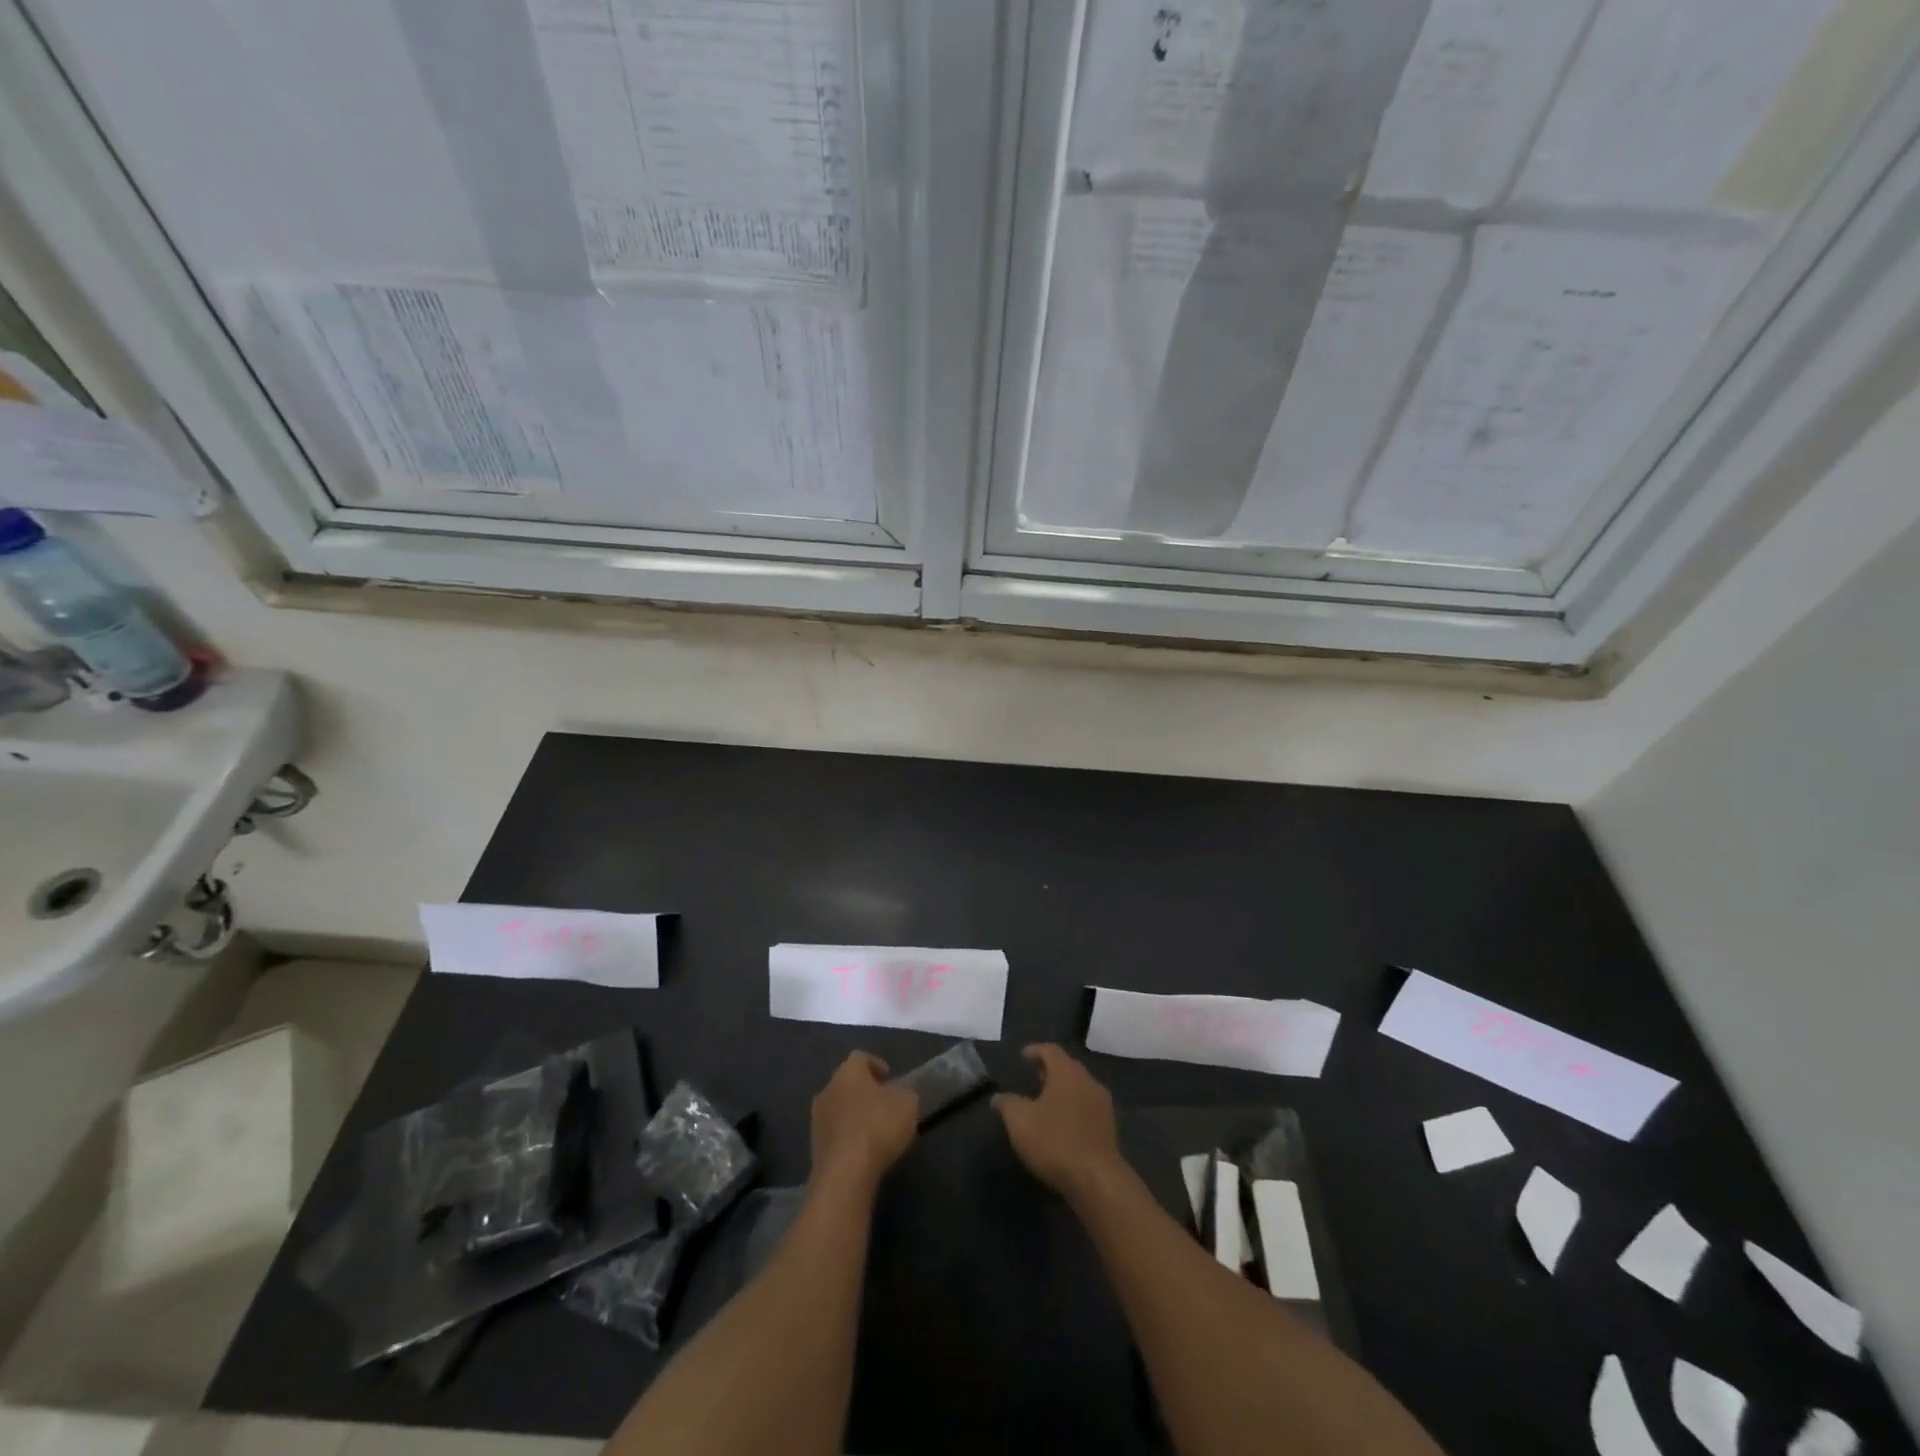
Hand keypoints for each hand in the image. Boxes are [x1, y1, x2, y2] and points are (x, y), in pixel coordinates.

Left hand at [809, 1051, 917, 1196]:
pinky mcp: (815, 1146)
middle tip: (884, 1103)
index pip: (861, 1058)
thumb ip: (903, 1092)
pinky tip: (863, 1149)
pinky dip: (848, 1136)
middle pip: (847, 1082)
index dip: (876, 1065)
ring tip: (874, 1129)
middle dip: (865, 1090)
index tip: (890, 1078)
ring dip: (854, 1114)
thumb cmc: (878, 1126)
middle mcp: (828, 1089)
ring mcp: (817, 1119)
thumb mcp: (907, 1103)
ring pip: (839, 1108)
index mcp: (848, 1072)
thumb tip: (897, 1092)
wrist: (845, 1173)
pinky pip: (835, 1132)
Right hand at [994, 1044, 1123, 1200]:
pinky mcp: (1109, 1128)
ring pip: (1079, 1088)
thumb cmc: (1055, 1141)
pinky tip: (1062, 1125)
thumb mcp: (1020, 1121)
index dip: (1035, 1050)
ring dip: (1062, 1091)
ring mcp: (1102, 1105)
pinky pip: (1087, 1108)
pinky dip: (1073, 1108)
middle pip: (1068, 1067)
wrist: (1097, 1180)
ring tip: (1046, 1102)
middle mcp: (1088, 1081)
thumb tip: (998, 1097)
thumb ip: (1007, 1104)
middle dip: (1050, 1070)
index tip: (1023, 1055)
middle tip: (1033, 1077)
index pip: (1051, 1050)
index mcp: (1067, 1072)